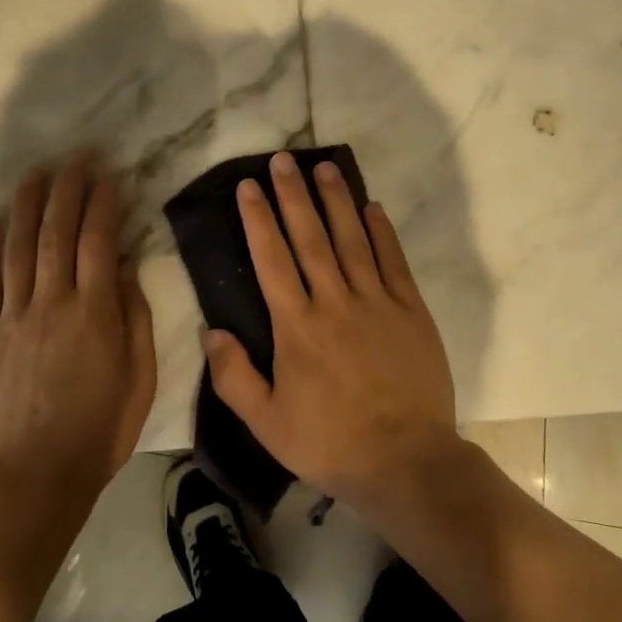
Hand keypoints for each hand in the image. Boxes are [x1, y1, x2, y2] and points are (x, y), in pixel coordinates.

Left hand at [0, 153, 155, 509]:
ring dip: (27, 205)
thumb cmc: (101, 428)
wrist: (37, 476)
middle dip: (67, 189)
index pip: (99, 240)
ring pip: (18, 248)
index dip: (103, 202)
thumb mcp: (140, 376)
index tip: (108, 174)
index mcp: (95, 312)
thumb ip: (135, 317)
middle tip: (75, 158)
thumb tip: (126, 266)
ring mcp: (12, 318)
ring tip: (35, 173)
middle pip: (57, 233)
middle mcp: (52, 303)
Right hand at [204, 150, 457, 505]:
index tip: (249, 186)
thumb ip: (234, 377)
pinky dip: (382, 232)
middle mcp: (334, 302)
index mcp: (297, 326)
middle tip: (283, 160)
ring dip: (336, 200)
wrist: (406, 461)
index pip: (271, 259)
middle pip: (310, 237)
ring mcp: (376, 302)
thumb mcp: (267, 424)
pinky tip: (372, 206)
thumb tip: (211, 331)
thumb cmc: (330, 443)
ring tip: (324, 167)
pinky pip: (393, 261)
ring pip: (351, 239)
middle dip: (293, 195)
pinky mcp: (411, 310)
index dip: (258, 219)